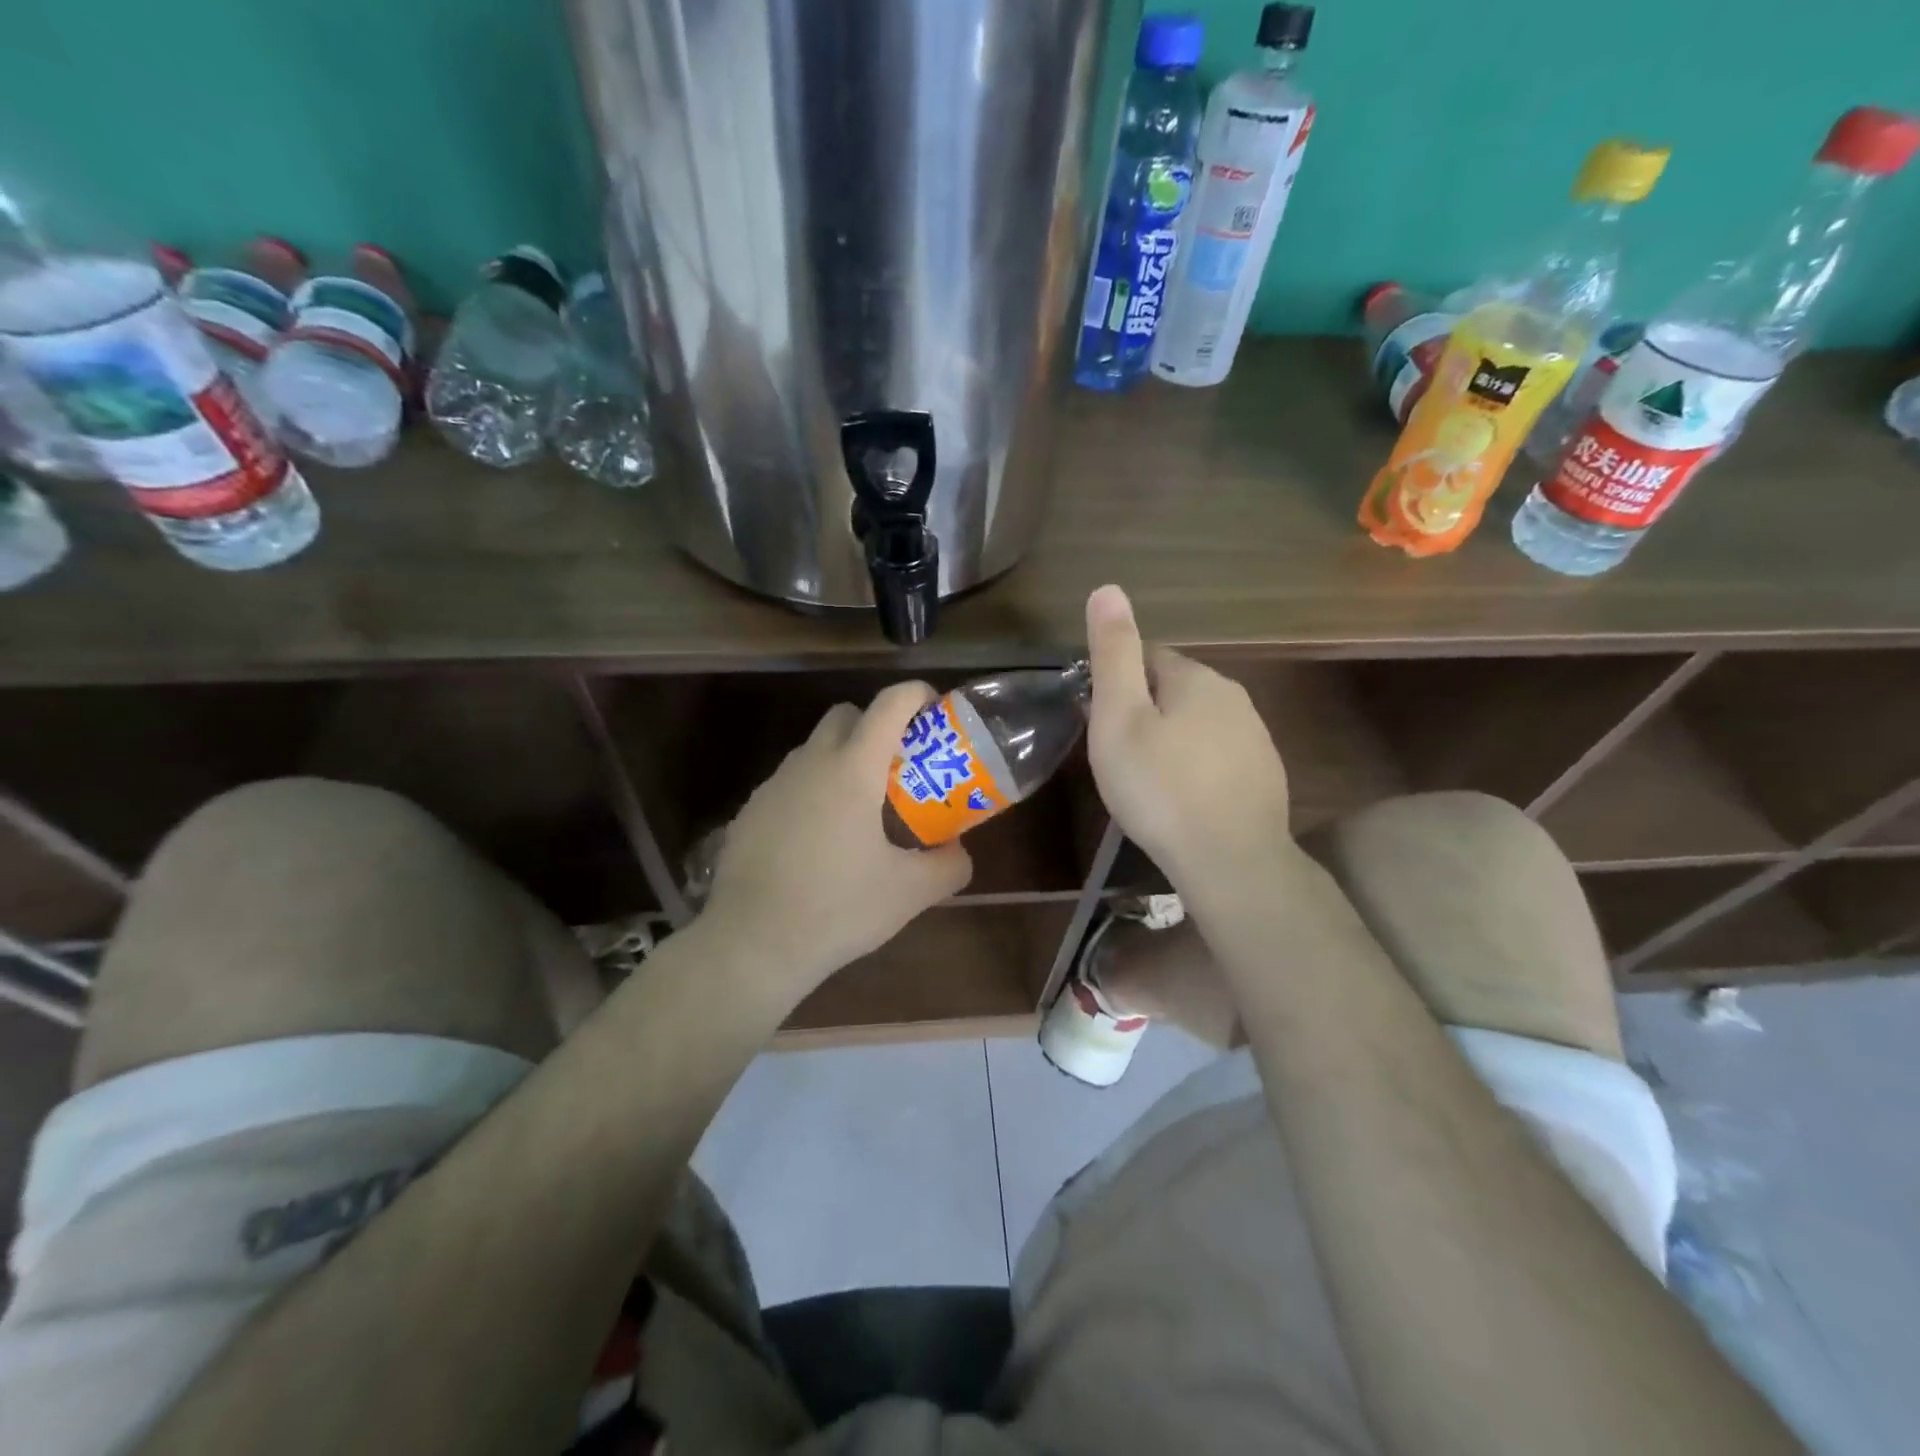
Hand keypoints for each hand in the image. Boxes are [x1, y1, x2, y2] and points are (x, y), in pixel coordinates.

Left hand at [701, 682, 972, 1004]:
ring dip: (842, 760)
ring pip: (814, 749)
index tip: (935, 710)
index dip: (917, 694)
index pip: (889, 704)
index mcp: (853, 769)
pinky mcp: (750, 811)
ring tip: (860, 811)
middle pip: (847, 715)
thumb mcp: (910, 893)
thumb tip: (959, 851)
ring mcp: (774, 785)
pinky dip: (812, 792)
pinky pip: (790, 783)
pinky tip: (818, 841)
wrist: (753, 944)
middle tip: (898, 768)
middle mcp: (810, 763)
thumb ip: (949, 866)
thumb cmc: (838, 909)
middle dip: (876, 726)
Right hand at [1084, 584, 1291, 885]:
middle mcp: (1233, 695)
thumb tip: (1108, 587)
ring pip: (1198, 722)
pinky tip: (1183, 799)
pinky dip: (1196, 766)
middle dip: (1145, 711)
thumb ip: (1114, 653)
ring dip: (1171, 739)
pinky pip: (1218, 754)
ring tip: (1148, 781)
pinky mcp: (1265, 772)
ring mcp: (1255, 735)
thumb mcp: (1120, 718)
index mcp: (1195, 677)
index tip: (1100, 722)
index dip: (1117, 683)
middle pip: (1173, 689)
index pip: (1147, 656)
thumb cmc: (1160, 787)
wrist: (1231, 861)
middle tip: (1118, 756)